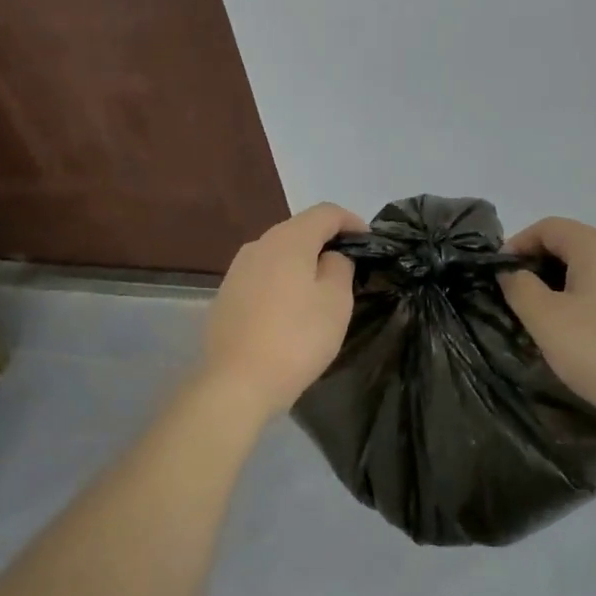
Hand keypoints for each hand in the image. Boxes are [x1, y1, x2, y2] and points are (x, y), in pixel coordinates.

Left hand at [196, 202, 368, 423]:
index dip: (351, 221)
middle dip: (326, 241)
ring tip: (321, 289)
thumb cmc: (296, 338)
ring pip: (279, 253)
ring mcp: (237, 270)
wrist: (236, 382)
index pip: (325, 212)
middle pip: (299, 229)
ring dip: (303, 262)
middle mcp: (259, 245)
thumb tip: (330, 257)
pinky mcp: (226, 295)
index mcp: (288, 240)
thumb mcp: (335, 301)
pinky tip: (290, 309)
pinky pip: (263, 276)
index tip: (369, 242)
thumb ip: (339, 267)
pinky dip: (282, 281)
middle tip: (350, 267)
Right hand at [499, 217, 595, 432]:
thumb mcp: (545, 320)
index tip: (500, 275)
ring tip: (556, 323)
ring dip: (571, 288)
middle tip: (524, 302)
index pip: (548, 227)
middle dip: (543, 268)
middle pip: (575, 246)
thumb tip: (513, 272)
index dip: (518, 244)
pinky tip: (594, 339)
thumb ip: (520, 288)